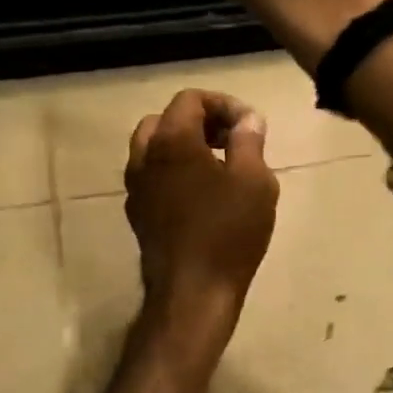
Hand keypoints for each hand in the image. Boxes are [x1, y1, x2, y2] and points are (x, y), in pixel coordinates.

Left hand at [125, 90, 279, 330]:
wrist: (193, 292)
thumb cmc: (229, 232)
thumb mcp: (254, 181)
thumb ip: (249, 141)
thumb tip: (247, 119)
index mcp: (172, 142)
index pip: (190, 100)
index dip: (223, 104)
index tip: (250, 126)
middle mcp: (145, 159)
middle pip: (165, 121)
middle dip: (199, 123)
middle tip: (231, 140)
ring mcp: (137, 189)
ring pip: (154, 151)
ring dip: (184, 148)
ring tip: (220, 168)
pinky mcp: (139, 216)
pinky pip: (154, 179)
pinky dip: (175, 173)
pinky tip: (204, 197)